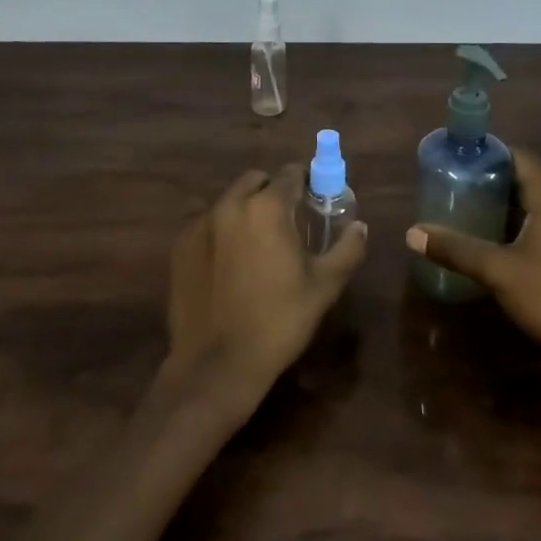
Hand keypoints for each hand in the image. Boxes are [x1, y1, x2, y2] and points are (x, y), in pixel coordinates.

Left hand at [163, 165, 367, 413]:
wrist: (216, 366)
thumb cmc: (278, 322)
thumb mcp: (324, 287)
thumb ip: (347, 249)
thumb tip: (360, 226)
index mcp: (267, 207)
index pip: (290, 174)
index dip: (305, 183)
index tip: (313, 200)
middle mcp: (231, 204)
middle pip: (256, 180)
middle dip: (272, 192)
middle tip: (286, 222)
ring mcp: (200, 224)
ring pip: (229, 200)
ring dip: (245, 209)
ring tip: (256, 244)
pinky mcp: (180, 245)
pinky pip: (206, 223)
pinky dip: (220, 231)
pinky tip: (228, 263)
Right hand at [406, 149, 540, 366]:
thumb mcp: (498, 270)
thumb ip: (457, 249)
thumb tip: (412, 233)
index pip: (516, 156)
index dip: (486, 154)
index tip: (455, 160)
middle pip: (523, 178)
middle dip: (488, 181)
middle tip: (452, 187)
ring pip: (531, 204)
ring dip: (501, 206)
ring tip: (465, 212)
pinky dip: (516, 225)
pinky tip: (493, 243)